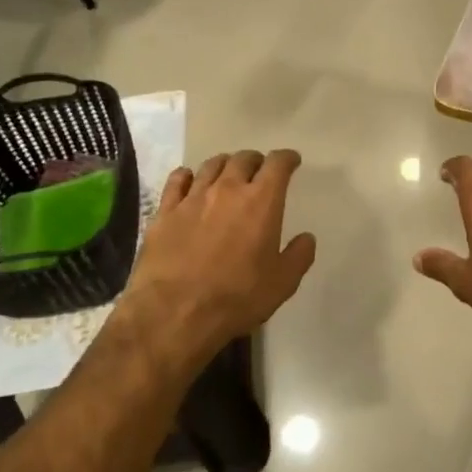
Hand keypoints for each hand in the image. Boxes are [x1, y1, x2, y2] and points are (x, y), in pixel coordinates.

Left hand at [120, 149, 315, 363]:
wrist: (174, 312)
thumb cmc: (237, 297)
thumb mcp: (283, 283)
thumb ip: (299, 255)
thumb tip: (306, 238)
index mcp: (261, 202)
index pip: (277, 164)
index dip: (287, 158)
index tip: (291, 161)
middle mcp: (227, 190)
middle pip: (243, 159)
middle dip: (256, 161)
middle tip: (260, 170)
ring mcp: (192, 198)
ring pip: (211, 166)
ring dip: (225, 165)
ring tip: (228, 173)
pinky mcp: (164, 212)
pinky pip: (177, 181)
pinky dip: (187, 176)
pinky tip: (189, 180)